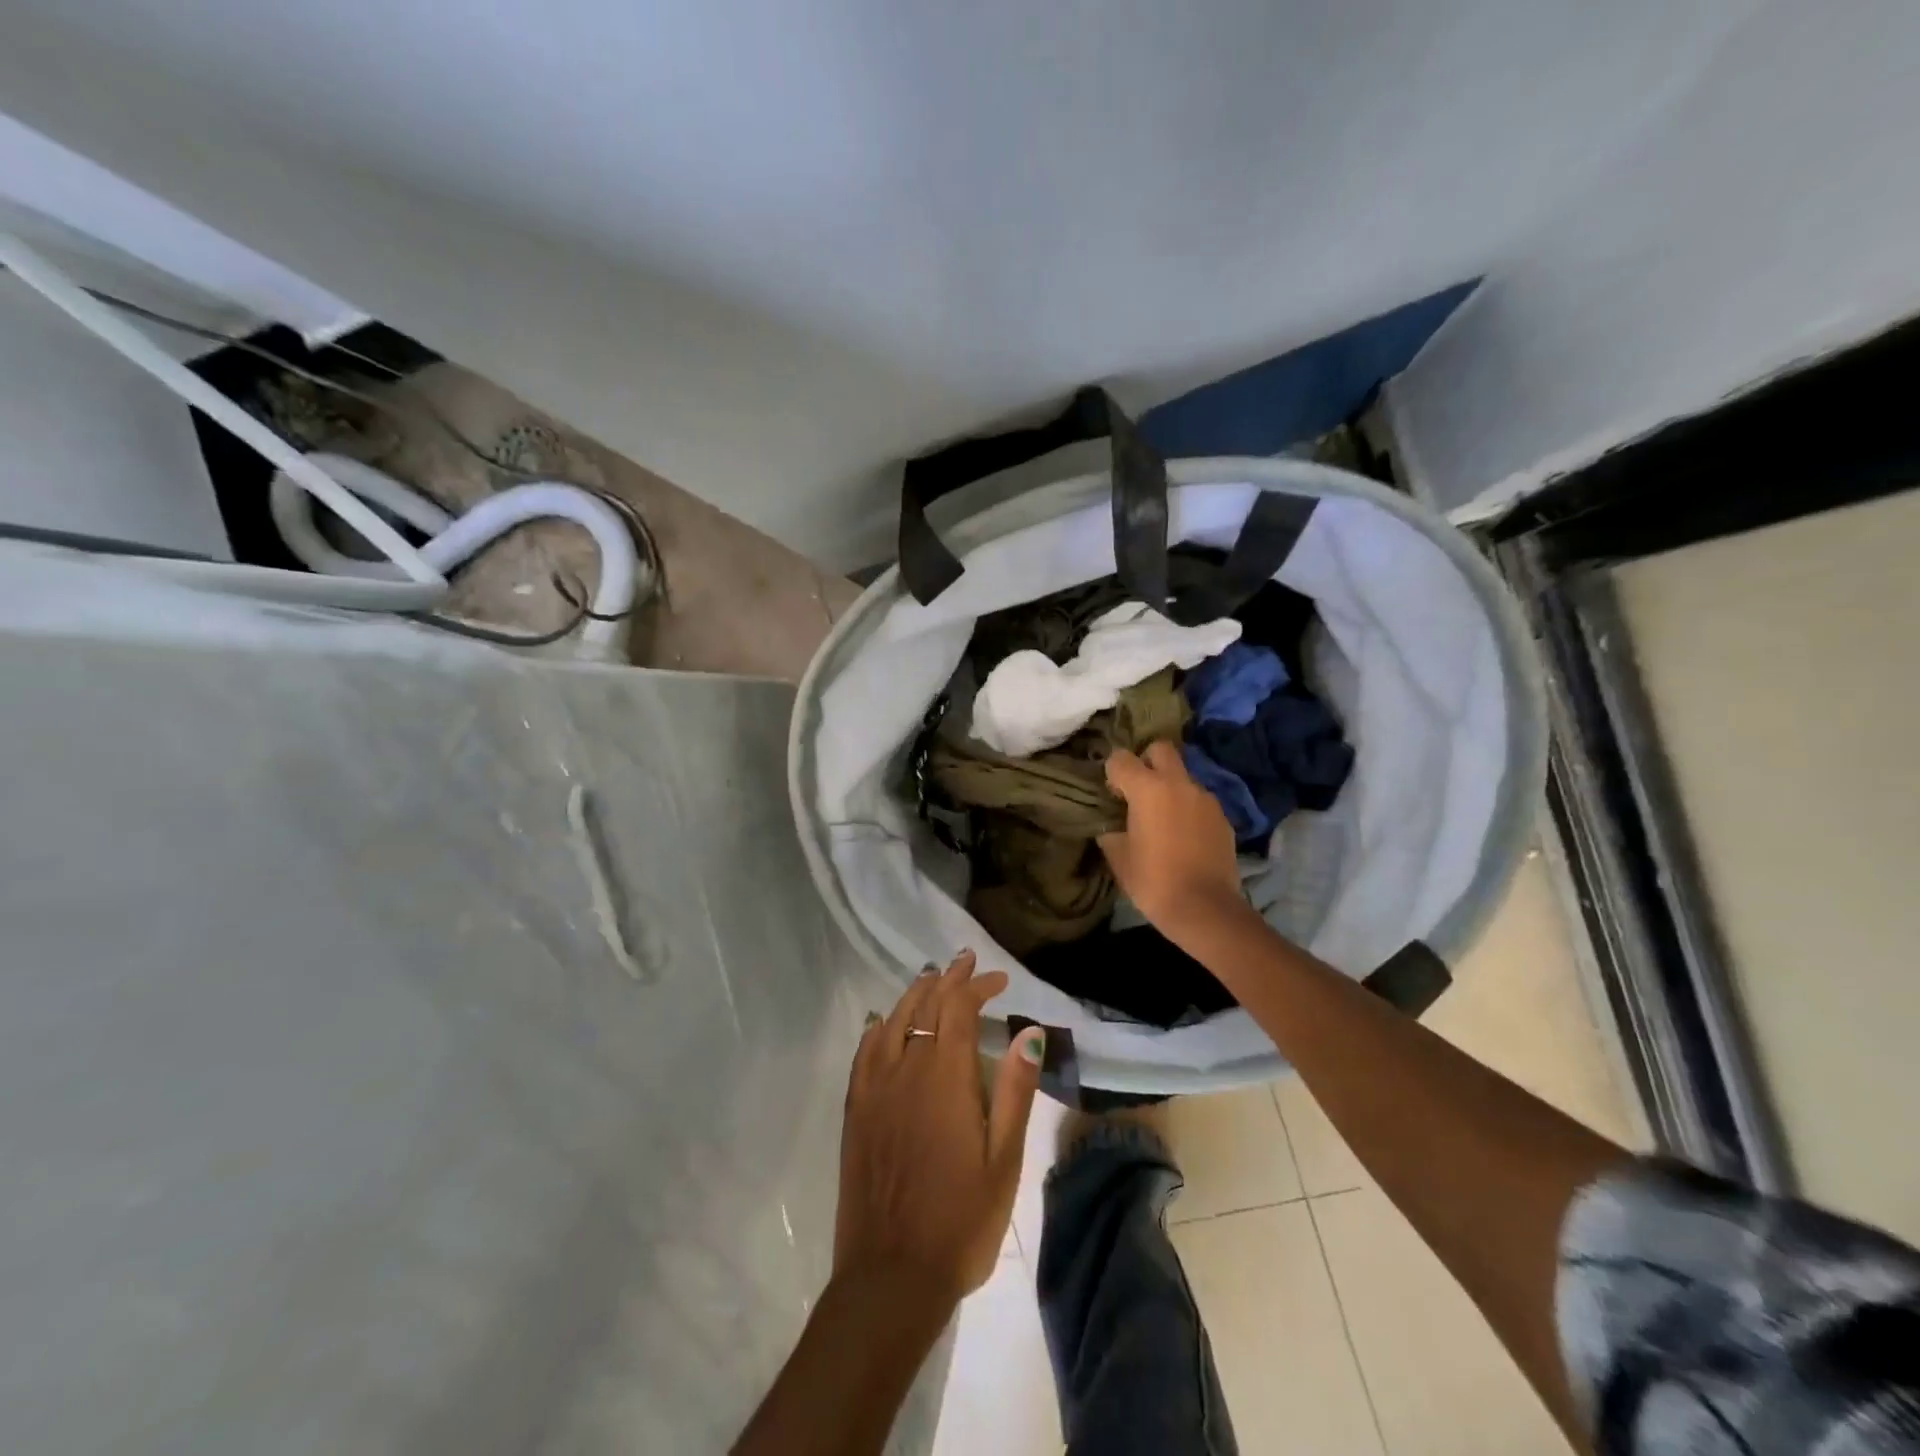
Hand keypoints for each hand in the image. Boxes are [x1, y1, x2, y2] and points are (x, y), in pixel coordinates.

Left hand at [835, 950, 1046, 1308]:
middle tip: (966, 962)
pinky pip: (864, 1052)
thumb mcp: (1004, 1159)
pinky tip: (883, 1022)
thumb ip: (1014, 1090)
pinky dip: (878, 1028)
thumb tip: (1027, 1031)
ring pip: (893, 1021)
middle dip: (948, 979)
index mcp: (945, 1077)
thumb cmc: (961, 1219)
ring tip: (930, 979)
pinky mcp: (856, 1110)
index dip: (977, 986)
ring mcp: (875, 1088)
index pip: (958, 1009)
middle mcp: (906, 1069)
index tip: (998, 979)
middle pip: (925, 1006)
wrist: (892, 1276)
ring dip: (914, 995)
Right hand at [1098, 741, 1246, 936]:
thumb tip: (1111, 824)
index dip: (1112, 773)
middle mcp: (1179, 783)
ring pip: (1183, 776)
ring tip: (1163, 819)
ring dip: (1170, 787)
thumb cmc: (1153, 881)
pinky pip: (1199, 801)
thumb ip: (1111, 830)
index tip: (1112, 795)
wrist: (1205, 908)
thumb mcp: (1118, 857)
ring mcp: (1206, 798)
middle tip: (1139, 790)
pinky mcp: (1223, 817)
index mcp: (1148, 789)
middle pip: (1161, 749)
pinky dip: (1188, 808)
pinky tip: (1184, 836)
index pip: (1120, 758)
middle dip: (1146, 761)